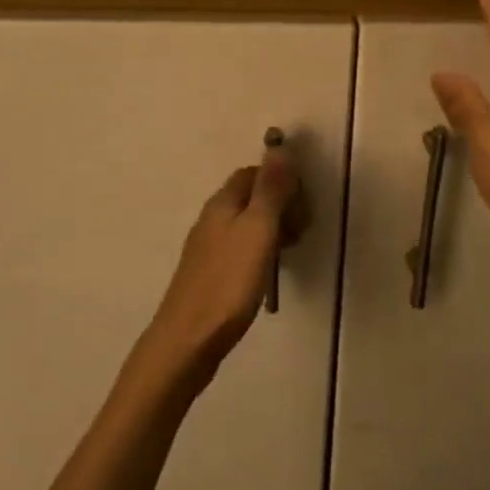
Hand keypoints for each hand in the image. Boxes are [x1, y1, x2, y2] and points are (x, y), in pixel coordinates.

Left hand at [143, 149, 298, 378]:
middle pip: (250, 196)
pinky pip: (239, 248)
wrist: (187, 341)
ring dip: (272, 230)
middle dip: (280, 205)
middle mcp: (212, 218)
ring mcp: (207, 247)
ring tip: (289, 253)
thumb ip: (270, 190)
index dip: (282, 181)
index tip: (302, 205)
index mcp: (223, 202)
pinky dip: (259, 251)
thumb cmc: (228, 283)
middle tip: (300, 233)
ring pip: (246, 224)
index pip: (254, 173)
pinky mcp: (209, 274)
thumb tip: (279, 148)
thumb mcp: (258, 230)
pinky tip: (267, 273)